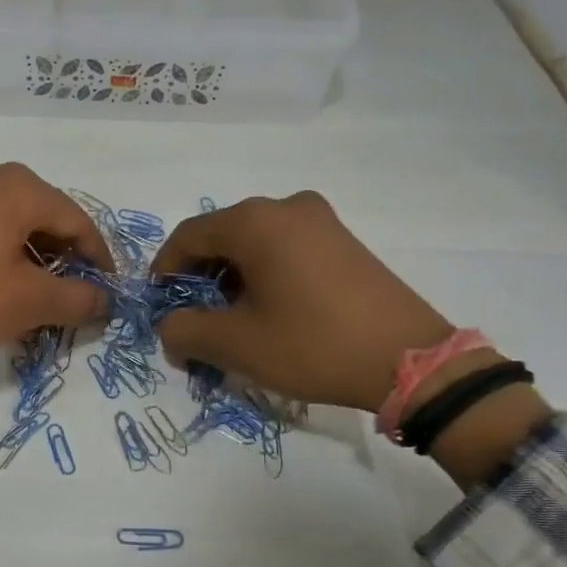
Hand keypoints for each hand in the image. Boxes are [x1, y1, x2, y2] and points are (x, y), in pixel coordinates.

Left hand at [0, 160, 111, 429]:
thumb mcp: (27, 303)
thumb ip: (77, 299)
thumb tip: (104, 301)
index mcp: (18, 187)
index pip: (77, 220)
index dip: (99, 259)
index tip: (108, 292)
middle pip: (43, 216)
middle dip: (64, 258)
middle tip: (73, 297)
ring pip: (10, 222)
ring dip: (31, 258)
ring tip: (37, 297)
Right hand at [150, 191, 550, 485]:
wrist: (408, 359)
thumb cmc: (312, 345)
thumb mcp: (237, 345)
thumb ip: (185, 331)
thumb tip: (169, 328)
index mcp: (255, 222)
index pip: (189, 236)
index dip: (164, 270)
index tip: (158, 305)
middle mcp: (286, 207)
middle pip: (222, 237)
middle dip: (199, 279)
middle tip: (192, 320)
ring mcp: (321, 220)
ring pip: (254, 244)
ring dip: (231, 279)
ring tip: (229, 322)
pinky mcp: (343, 240)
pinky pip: (285, 249)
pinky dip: (263, 275)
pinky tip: (267, 311)